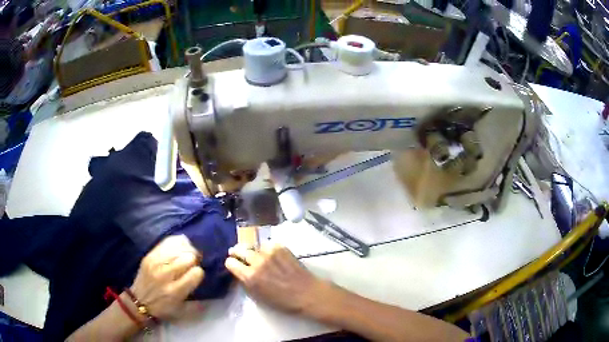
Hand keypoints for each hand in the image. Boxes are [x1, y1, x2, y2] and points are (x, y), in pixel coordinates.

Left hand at [130, 235, 204, 319]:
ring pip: (178, 247)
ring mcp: (156, 263)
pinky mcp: (149, 255)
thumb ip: (199, 303)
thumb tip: (213, 291)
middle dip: (195, 260)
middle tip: (194, 264)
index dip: (200, 273)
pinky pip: (166, 242)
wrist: (138, 301)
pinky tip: (179, 247)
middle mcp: (165, 275)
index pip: (196, 273)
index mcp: (175, 291)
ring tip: (187, 254)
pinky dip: (176, 243)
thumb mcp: (183, 312)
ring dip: (186, 250)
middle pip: (188, 258)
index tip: (197, 276)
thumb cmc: (163, 308)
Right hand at [225, 242, 326, 313]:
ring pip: (253, 245)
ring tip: (256, 254)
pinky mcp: (280, 247)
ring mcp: (269, 252)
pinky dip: (266, 248)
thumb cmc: (283, 301)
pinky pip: (267, 244)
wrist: (307, 293)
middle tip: (238, 253)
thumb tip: (240, 271)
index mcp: (250, 276)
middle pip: (239, 250)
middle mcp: (257, 262)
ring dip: (253, 250)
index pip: (230, 263)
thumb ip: (246, 281)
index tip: (233, 264)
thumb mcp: (258, 295)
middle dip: (237, 252)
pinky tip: (271, 254)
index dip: (231, 263)